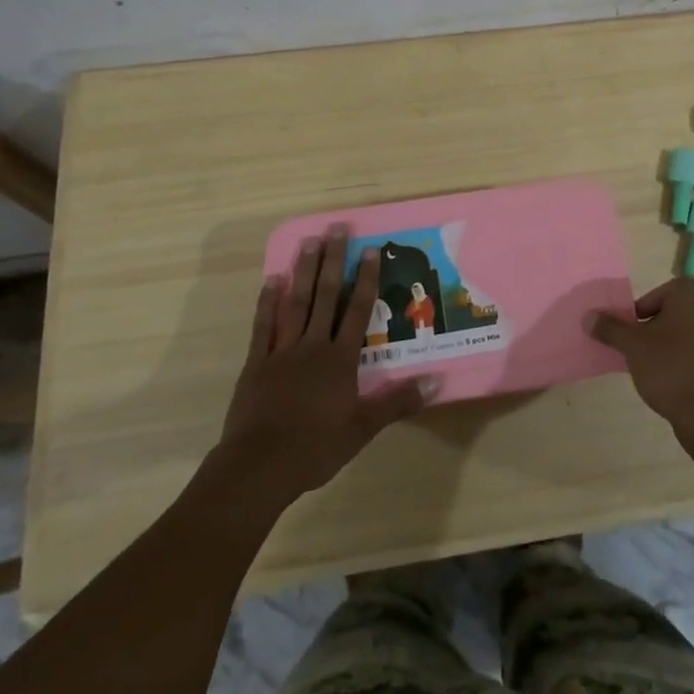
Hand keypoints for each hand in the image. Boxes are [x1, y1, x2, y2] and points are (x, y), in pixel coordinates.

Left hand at [215, 232, 433, 508]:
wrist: (260, 466)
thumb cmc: (315, 448)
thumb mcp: (363, 429)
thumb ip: (398, 402)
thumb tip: (437, 381)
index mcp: (340, 359)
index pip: (357, 311)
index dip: (366, 279)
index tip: (371, 249)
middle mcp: (313, 345)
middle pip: (326, 296)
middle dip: (334, 260)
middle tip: (337, 228)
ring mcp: (282, 350)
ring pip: (296, 302)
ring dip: (304, 270)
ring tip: (309, 241)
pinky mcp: (257, 362)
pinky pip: (264, 325)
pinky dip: (268, 301)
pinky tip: (272, 279)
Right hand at [586, 278, 693, 450]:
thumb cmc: (670, 370)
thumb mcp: (632, 346)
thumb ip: (610, 328)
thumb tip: (588, 317)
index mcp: (692, 292)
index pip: (656, 296)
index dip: (640, 315)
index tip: (634, 337)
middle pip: (675, 311)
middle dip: (658, 327)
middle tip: (644, 351)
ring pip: (692, 329)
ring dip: (676, 342)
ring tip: (660, 367)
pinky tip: (682, 379)